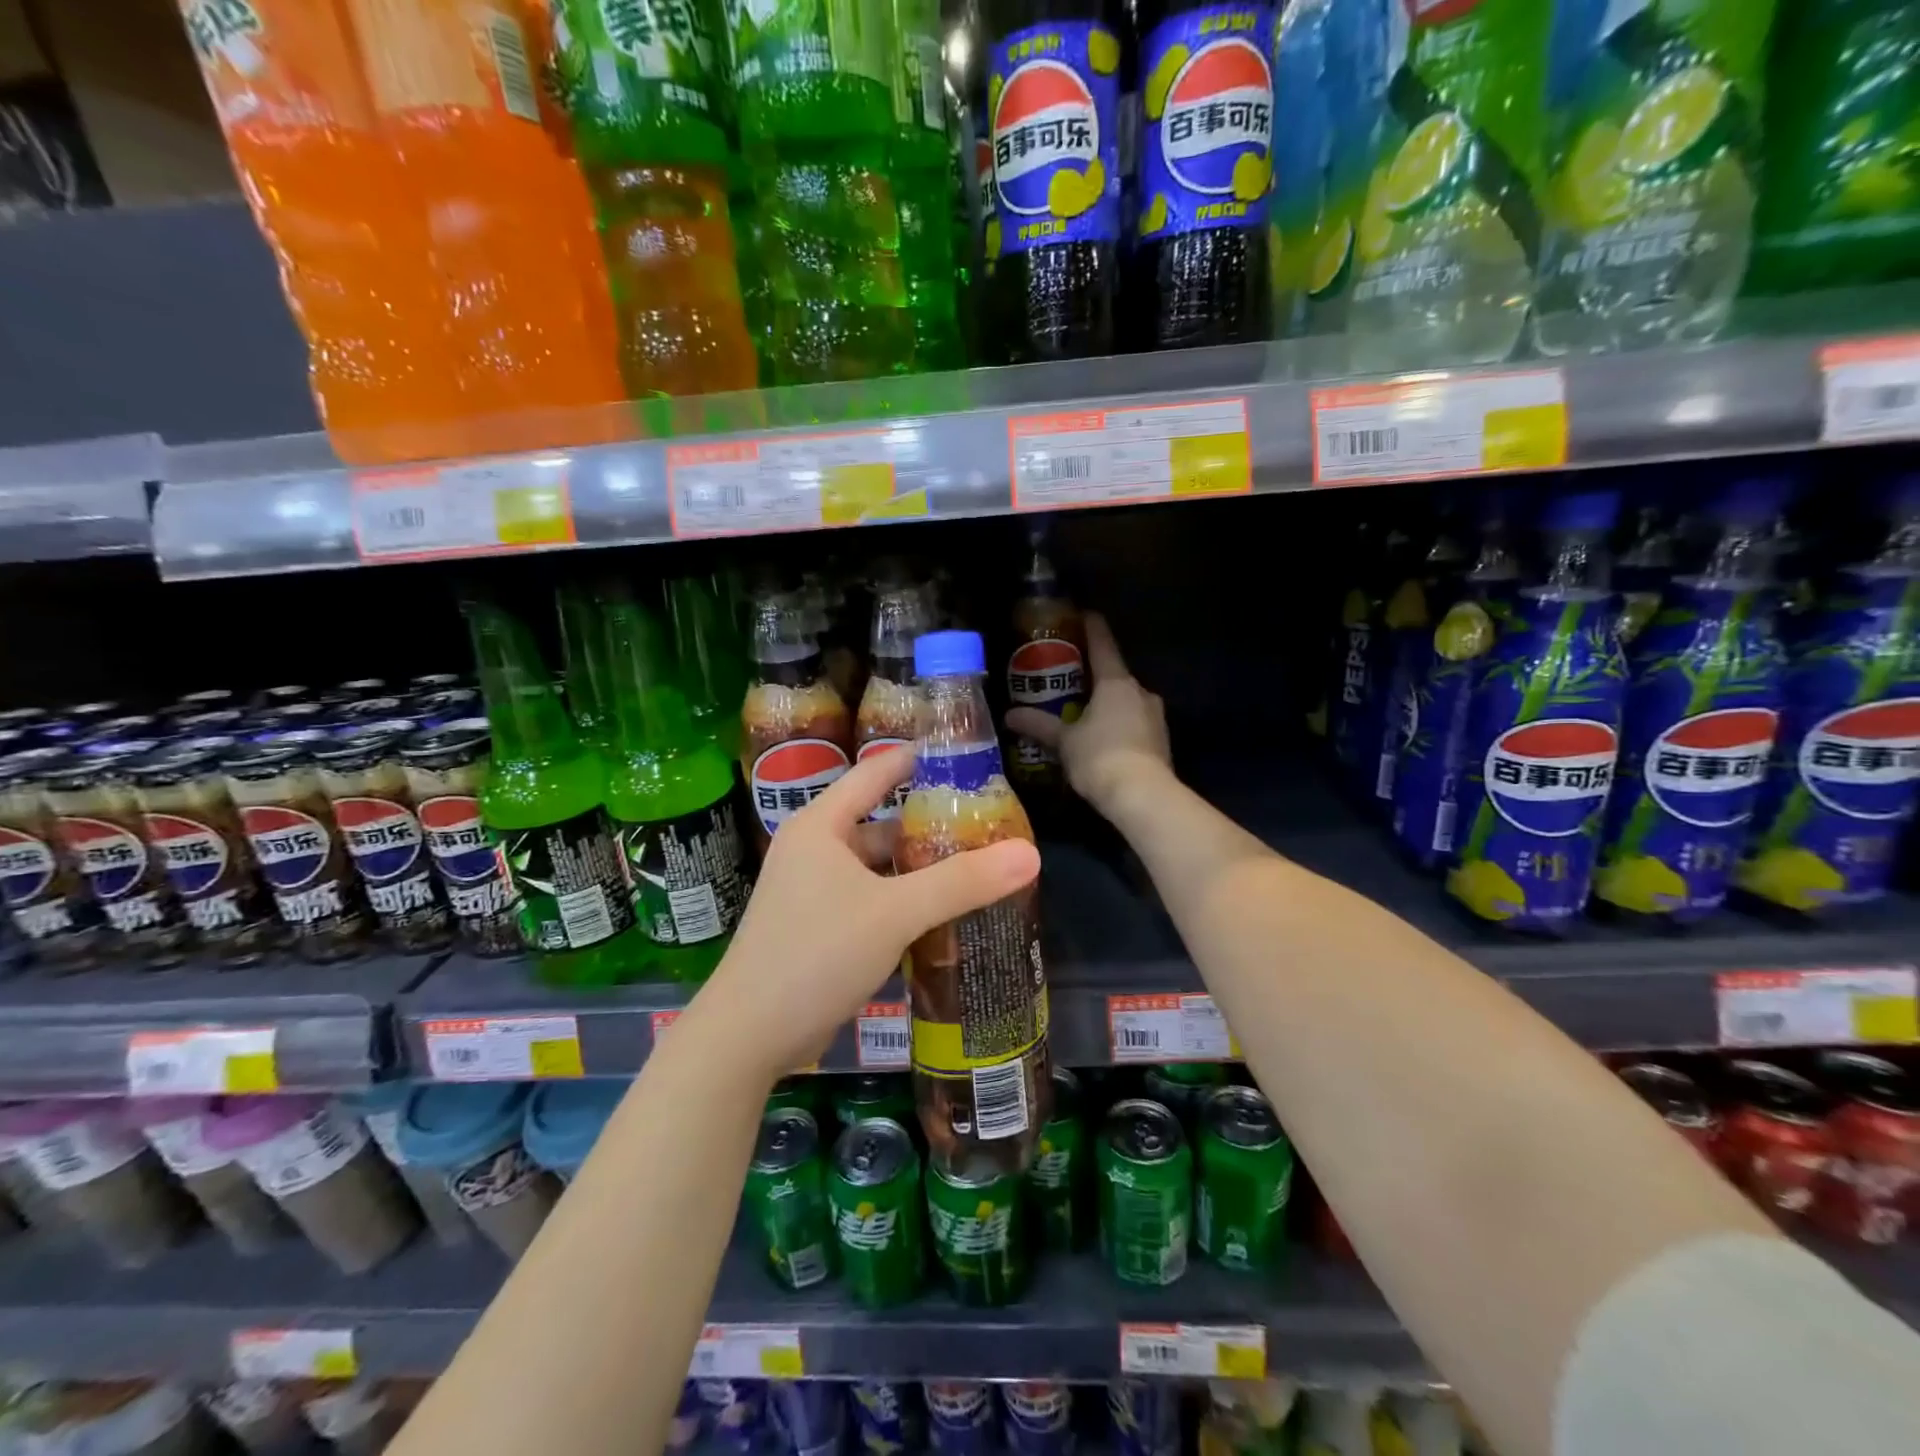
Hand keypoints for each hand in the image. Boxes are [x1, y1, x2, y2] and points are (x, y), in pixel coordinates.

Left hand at [695, 747, 1040, 1080]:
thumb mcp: (895, 912)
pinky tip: (942, 916)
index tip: (964, 756)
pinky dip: (903, 902)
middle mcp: (815, 850)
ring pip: (878, 868)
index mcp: (822, 826)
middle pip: (882, 823)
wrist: (748, 1036)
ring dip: (919, 870)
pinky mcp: (818, 929)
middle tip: (986, 826)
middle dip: (930, 826)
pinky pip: (871, 901)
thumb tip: (1031, 852)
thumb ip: (962, 882)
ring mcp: (813, 892)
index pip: (876, 773)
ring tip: (975, 870)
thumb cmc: (817, 954)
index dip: (918, 760)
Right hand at [1006, 613, 1172, 817]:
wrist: (1143, 795)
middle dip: (1095, 678)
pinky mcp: (1162, 740)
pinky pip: (1136, 724)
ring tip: (1085, 716)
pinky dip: (1120, 727)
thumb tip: (1009, 715)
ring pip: (1127, 702)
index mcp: (1116, 682)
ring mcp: (1155, 716)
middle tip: (1071, 682)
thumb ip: (1039, 725)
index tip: (1083, 614)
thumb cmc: (1099, 757)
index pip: (1103, 644)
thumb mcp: (1064, 741)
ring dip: (1109, 705)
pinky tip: (1104, 742)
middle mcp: (1141, 692)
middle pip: (1115, 675)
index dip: (1091, 627)